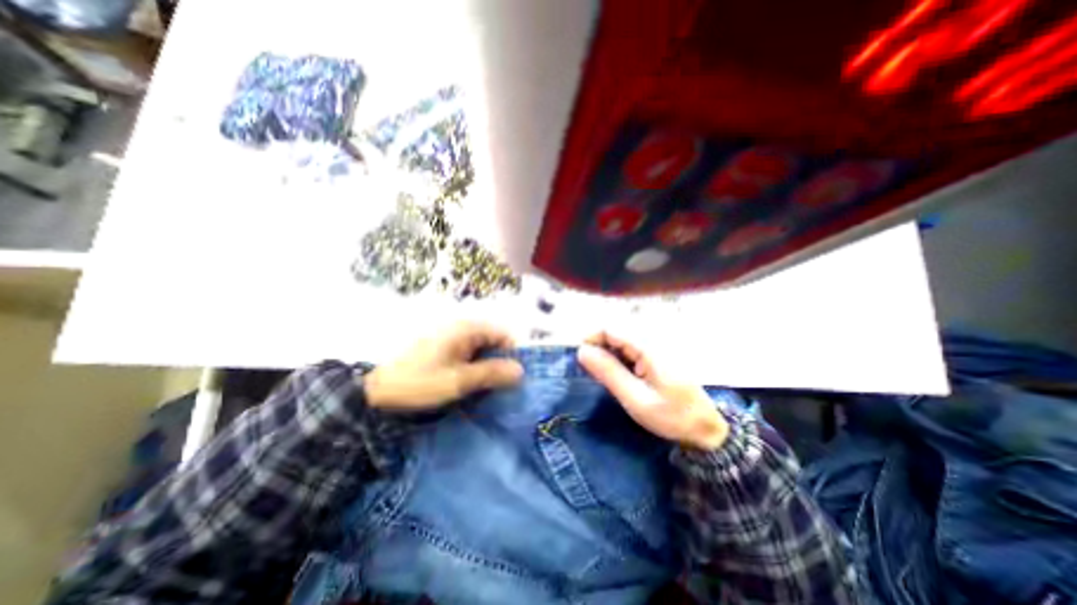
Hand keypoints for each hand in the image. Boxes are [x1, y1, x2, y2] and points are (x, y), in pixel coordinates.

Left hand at [366, 325, 525, 413]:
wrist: (377, 389)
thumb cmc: (420, 382)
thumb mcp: (459, 381)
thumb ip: (491, 373)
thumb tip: (520, 371)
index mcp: (466, 329)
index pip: (503, 334)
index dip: (511, 354)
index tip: (511, 377)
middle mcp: (461, 327)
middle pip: (492, 340)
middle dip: (499, 361)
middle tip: (497, 386)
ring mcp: (451, 336)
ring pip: (480, 348)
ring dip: (486, 366)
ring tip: (483, 387)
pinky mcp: (443, 346)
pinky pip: (467, 352)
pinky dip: (473, 366)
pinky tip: (467, 382)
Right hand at [577, 330, 727, 448]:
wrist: (706, 427)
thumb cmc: (671, 416)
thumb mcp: (635, 398)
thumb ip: (609, 372)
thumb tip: (582, 351)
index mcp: (649, 346)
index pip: (610, 327)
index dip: (591, 338)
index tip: (580, 358)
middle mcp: (653, 337)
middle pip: (616, 330)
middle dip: (599, 346)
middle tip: (593, 372)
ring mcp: (658, 343)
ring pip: (623, 337)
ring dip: (609, 352)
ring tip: (607, 376)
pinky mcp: (659, 351)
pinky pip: (632, 346)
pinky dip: (621, 357)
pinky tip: (623, 375)